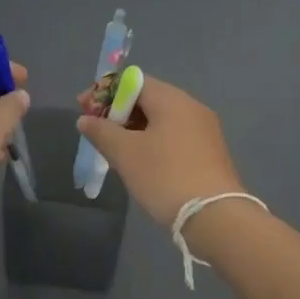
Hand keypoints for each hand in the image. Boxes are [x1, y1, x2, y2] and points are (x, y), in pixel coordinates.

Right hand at [75, 76, 244, 226]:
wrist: (215, 217)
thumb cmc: (164, 176)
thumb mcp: (124, 153)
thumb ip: (101, 131)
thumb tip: (85, 119)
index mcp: (171, 99)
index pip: (132, 81)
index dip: (104, 92)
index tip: (83, 108)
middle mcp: (191, 106)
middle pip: (147, 97)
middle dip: (118, 110)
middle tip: (95, 129)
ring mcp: (204, 129)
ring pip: (161, 118)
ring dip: (134, 127)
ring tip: (114, 147)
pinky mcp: (210, 151)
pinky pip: (174, 134)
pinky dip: (152, 139)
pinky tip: (141, 160)